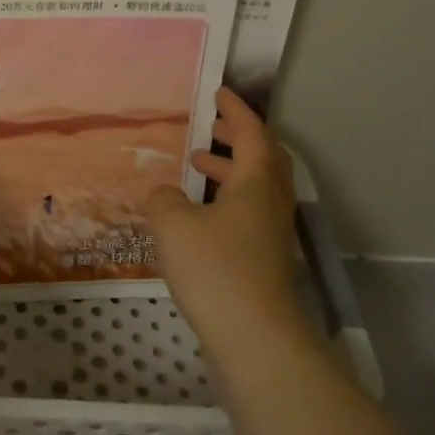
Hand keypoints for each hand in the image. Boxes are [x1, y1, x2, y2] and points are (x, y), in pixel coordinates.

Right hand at [145, 88, 306, 347]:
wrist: (256, 341)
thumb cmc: (216, 271)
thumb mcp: (174, 225)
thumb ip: (163, 200)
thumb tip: (164, 194)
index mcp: (256, 184)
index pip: (252, 134)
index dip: (236, 111)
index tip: (219, 93)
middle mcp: (271, 205)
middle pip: (263, 160)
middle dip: (237, 140)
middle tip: (210, 130)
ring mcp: (271, 237)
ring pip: (255, 190)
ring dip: (229, 172)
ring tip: (195, 167)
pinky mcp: (264, 264)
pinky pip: (247, 216)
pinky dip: (225, 202)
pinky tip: (196, 218)